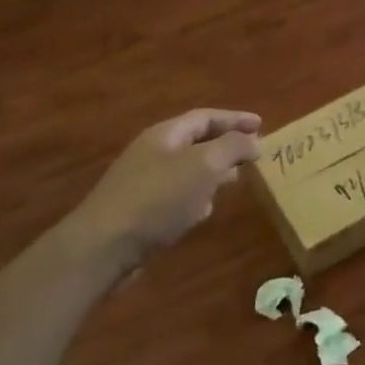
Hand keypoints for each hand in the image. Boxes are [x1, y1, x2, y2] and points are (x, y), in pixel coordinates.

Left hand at [63, 109, 262, 267]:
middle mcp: (153, 153)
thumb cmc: (158, 199)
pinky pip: (176, 196)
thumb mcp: (203, 166)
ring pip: (187, 170)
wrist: (103, 247)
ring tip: (236, 180)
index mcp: (166, 135)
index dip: (235, 119)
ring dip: (213, 172)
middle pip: (196, 141)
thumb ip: (232, 147)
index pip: (206, 117)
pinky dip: (196, 197)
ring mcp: (143, 183)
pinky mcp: (140, 212)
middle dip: (226, 145)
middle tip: (253, 153)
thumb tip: (253, 141)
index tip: (262, 125)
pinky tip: (204, 211)